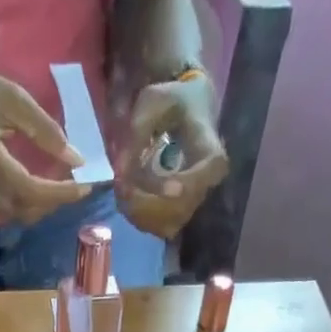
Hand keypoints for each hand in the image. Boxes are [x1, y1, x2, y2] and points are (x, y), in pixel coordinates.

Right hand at [0, 57, 94, 221]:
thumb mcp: (11, 97)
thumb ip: (44, 129)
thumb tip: (75, 158)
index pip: (26, 188)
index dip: (57, 193)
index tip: (84, 186)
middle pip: (24, 208)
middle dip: (55, 201)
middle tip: (80, 185)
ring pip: (17, 214)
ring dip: (43, 205)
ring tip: (65, 186)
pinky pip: (7, 210)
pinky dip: (29, 203)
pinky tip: (42, 188)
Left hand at [116, 75, 228, 238]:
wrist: (187, 111)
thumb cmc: (172, 103)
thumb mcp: (151, 104)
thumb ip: (135, 136)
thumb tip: (120, 173)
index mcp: (210, 150)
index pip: (205, 174)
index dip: (182, 185)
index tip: (158, 187)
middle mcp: (208, 183)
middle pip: (180, 207)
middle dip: (146, 202)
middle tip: (120, 186)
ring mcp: (195, 202)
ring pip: (168, 224)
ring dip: (139, 213)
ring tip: (122, 190)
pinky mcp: (181, 214)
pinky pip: (160, 228)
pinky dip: (140, 219)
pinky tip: (128, 201)